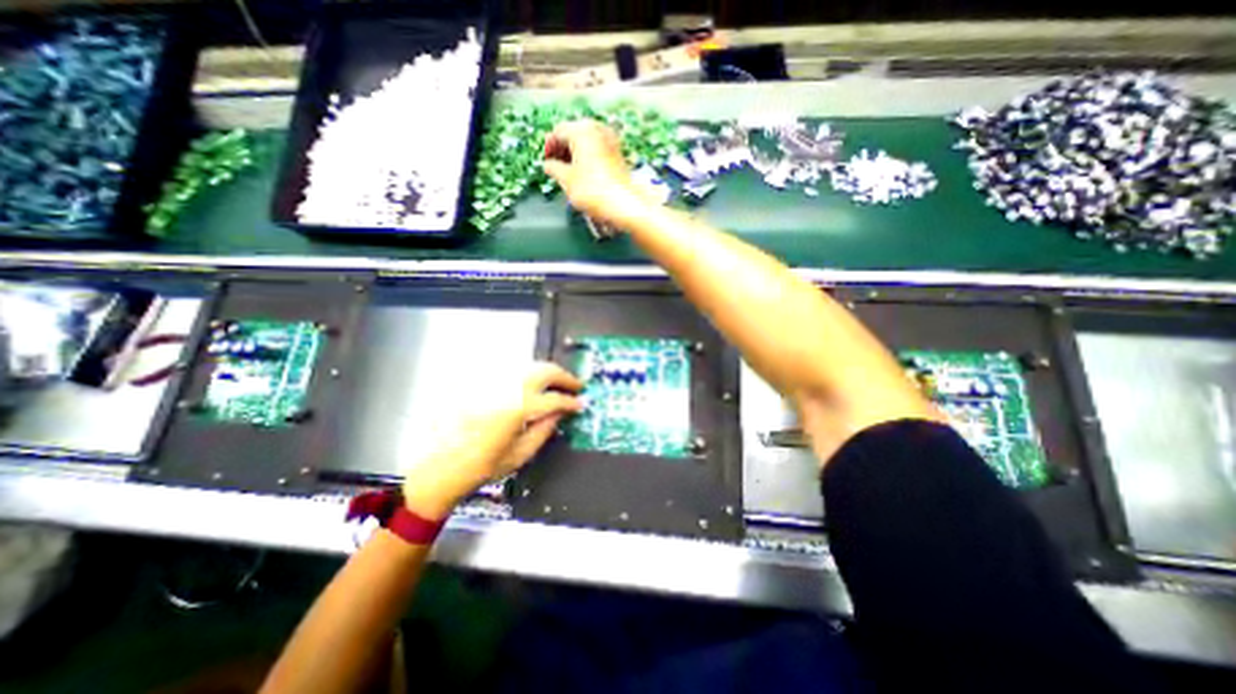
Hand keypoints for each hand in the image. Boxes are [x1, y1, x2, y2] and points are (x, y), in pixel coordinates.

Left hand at [400, 364, 583, 519]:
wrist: (441, 466)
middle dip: (565, 377)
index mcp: (520, 408)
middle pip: (546, 371)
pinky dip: (530, 375)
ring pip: (530, 366)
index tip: (581, 404)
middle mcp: (509, 388)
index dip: (572, 401)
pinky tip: (535, 386)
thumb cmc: (482, 466)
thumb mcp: (521, 454)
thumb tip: (560, 414)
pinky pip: (514, 372)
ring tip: (558, 384)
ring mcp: (496, 382)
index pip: (555, 399)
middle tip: (577, 385)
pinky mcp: (485, 383)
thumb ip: (545, 430)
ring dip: (549, 373)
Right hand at [544, 120, 651, 227]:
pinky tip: (585, 174)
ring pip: (587, 141)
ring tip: (569, 173)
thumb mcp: (566, 180)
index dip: (549, 146)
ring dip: (575, 154)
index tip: (546, 162)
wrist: (624, 203)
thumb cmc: (592, 190)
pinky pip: (598, 149)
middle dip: (563, 149)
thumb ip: (553, 168)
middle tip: (556, 167)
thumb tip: (548, 165)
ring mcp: (611, 139)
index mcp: (581, 130)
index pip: (558, 131)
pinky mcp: (618, 153)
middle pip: (573, 133)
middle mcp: (597, 128)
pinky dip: (588, 157)